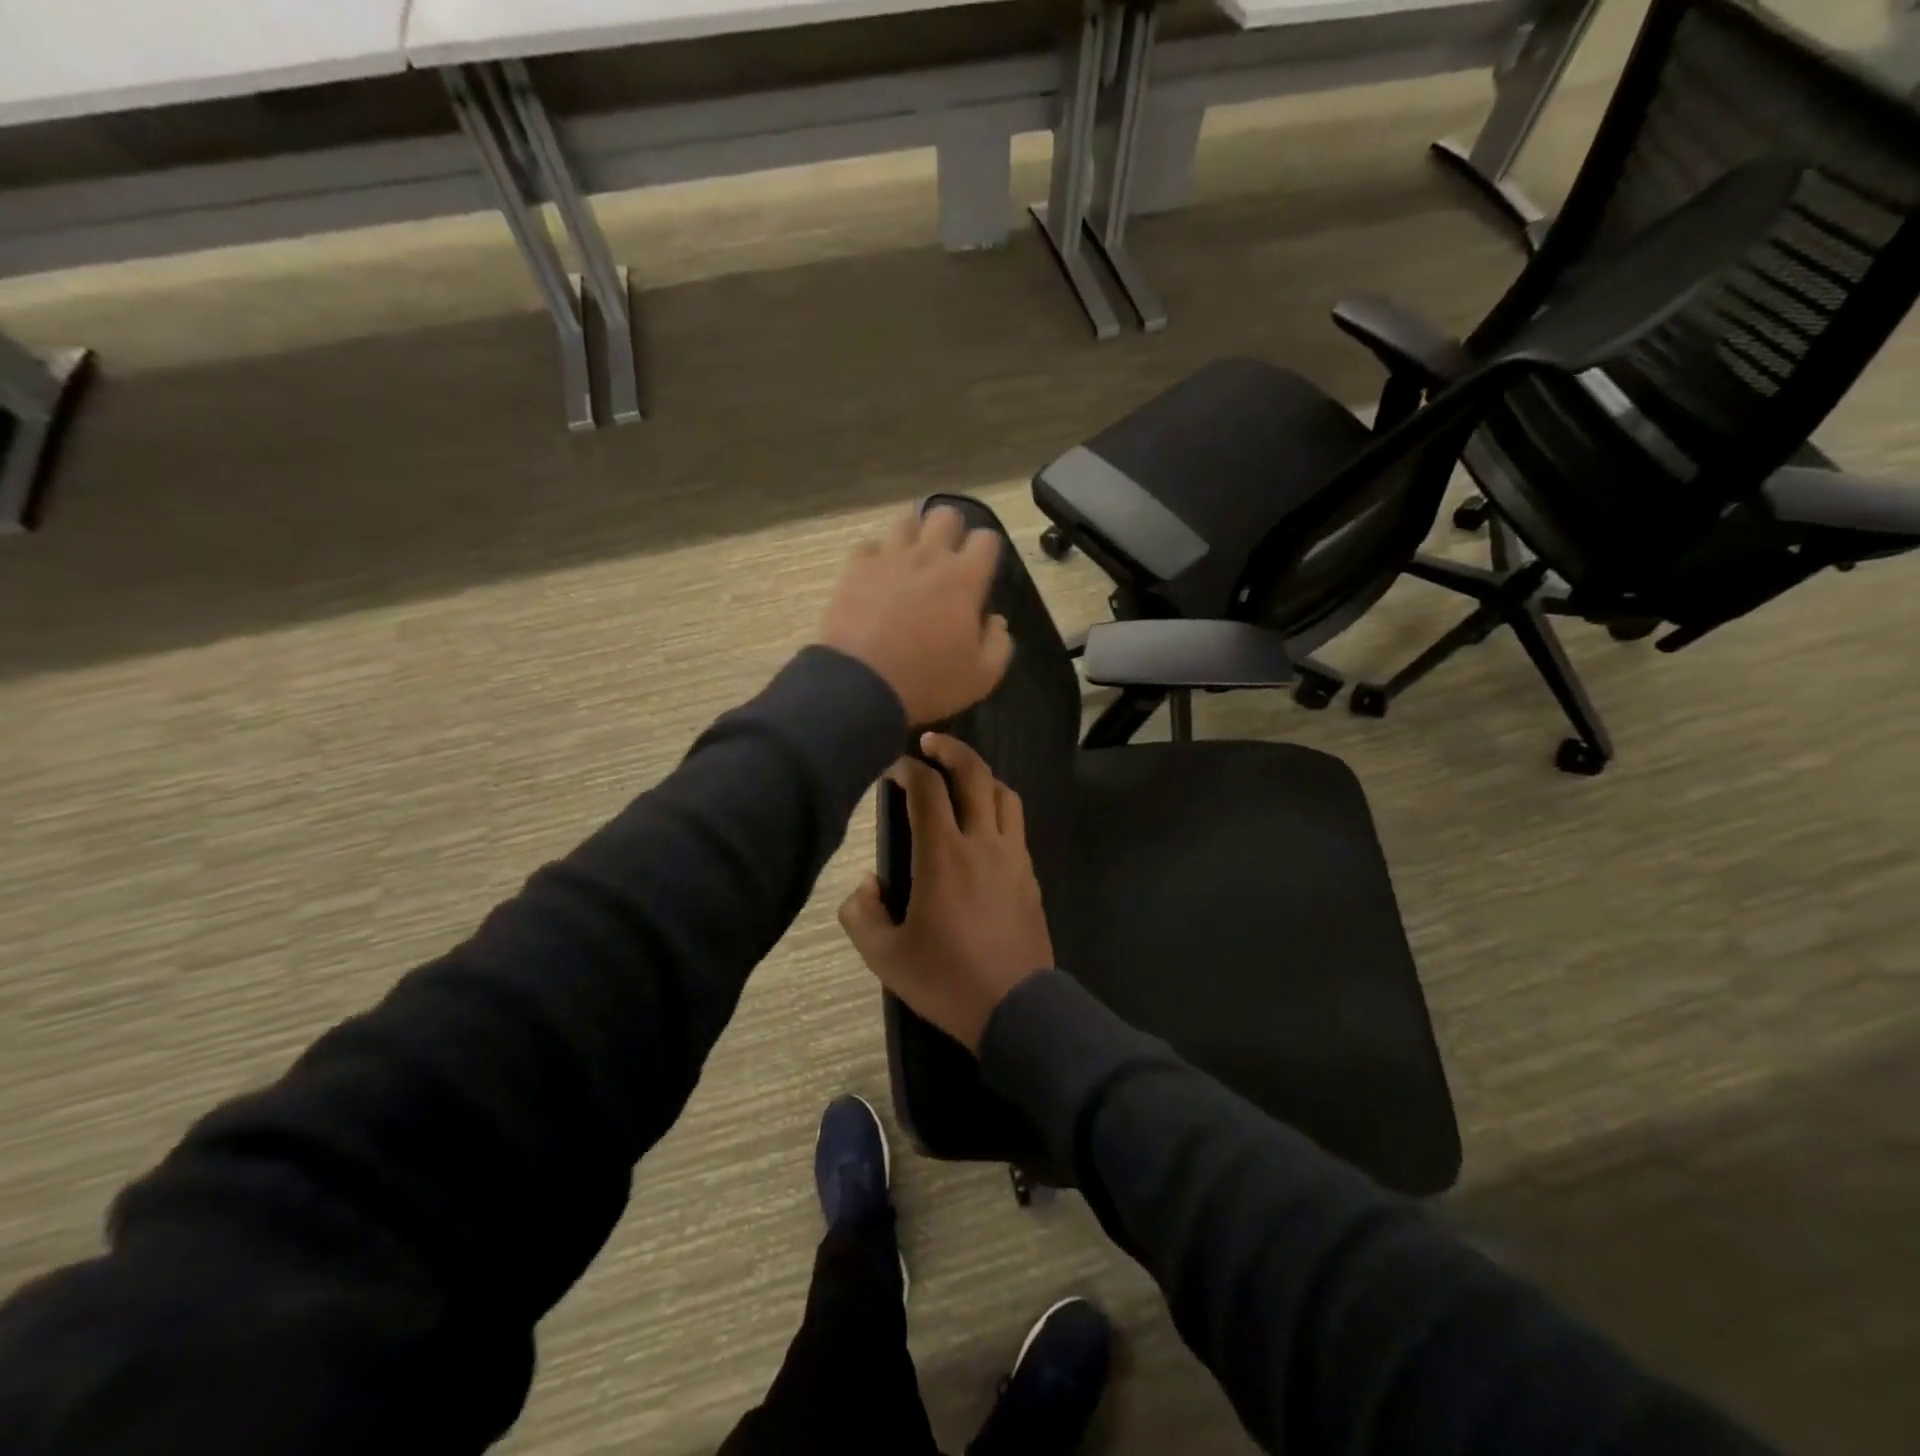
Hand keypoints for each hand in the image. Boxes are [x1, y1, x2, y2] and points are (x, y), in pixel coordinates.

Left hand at [819, 504, 1012, 725]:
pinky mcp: (855, 568)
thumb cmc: (928, 681)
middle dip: (952, 532)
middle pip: (945, 514)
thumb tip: (995, 620)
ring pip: (906, 521)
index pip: (987, 538)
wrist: (861, 686)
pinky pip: (870, 546)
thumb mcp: (982, 677)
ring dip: (915, 537)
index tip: (982, 575)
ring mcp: (888, 558)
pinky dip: (878, 557)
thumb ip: (999, 644)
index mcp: (964, 578)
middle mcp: (928, 556)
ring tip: (912, 563)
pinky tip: (879, 578)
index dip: (988, 553)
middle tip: (947, 562)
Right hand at [839, 733, 1052, 1052]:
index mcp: (943, 856)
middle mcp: (983, 843)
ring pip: (1004, 794)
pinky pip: (1016, 824)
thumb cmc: (946, 981)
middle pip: (975, 774)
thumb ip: (862, 914)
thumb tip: (867, 884)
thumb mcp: (885, 957)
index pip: (927, 789)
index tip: (893, 766)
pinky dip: (998, 807)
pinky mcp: (1030, 874)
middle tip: (930, 742)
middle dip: (951, 749)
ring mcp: (1013, 857)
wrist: (1016, 1008)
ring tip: (960, 778)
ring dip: (981, 775)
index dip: (908, 768)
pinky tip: (983, 824)